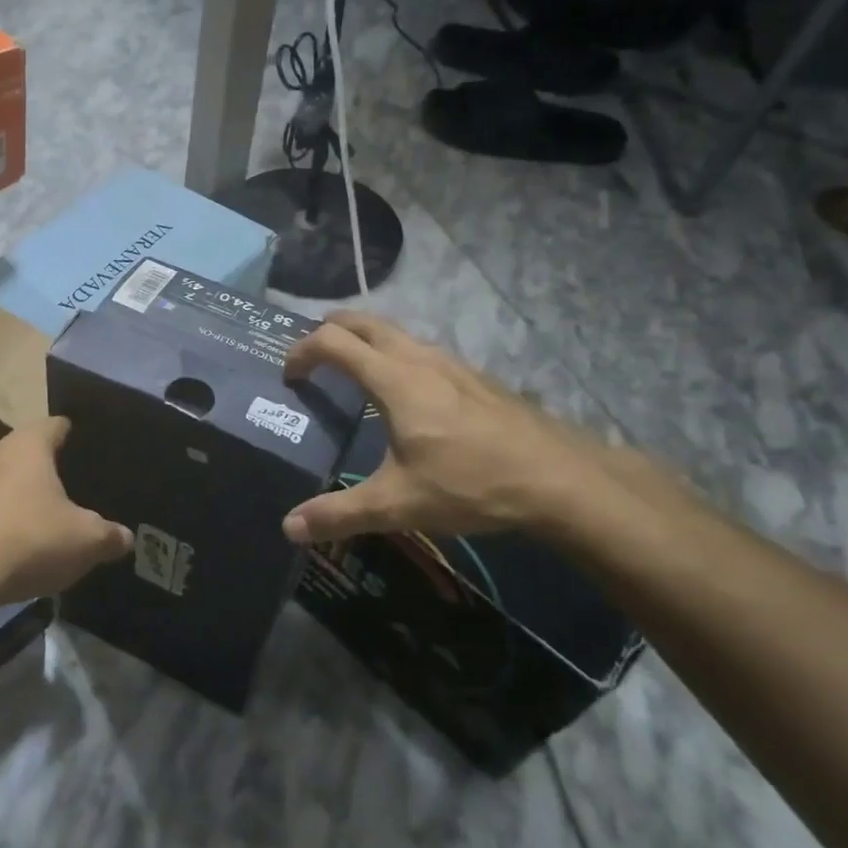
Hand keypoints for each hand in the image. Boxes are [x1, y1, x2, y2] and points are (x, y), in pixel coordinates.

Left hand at [0, 418, 131, 609]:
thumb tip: (125, 538)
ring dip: (18, 497)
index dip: (73, 435)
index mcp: (28, 446)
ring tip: (42, 520)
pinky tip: (11, 547)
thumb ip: (110, 536)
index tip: (87, 450)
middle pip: (26, 452)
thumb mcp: (85, 541)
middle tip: (71, 491)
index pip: (56, 425)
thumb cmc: (28, 540)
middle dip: (46, 469)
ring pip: (1, 481)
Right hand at [281, 311, 633, 545]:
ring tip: (351, 374)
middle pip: (363, 321)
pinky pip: (420, 350)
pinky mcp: (473, 377)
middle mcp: (419, 359)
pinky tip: (405, 397)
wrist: (558, 479)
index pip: (333, 342)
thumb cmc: (471, 483)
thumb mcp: (399, 504)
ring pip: (395, 332)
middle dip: (329, 330)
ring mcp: (451, 363)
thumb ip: (340, 514)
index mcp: (393, 379)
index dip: (302, 351)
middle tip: (311, 359)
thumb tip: (289, 527)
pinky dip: (394, 355)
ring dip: (364, 341)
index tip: (289, 377)